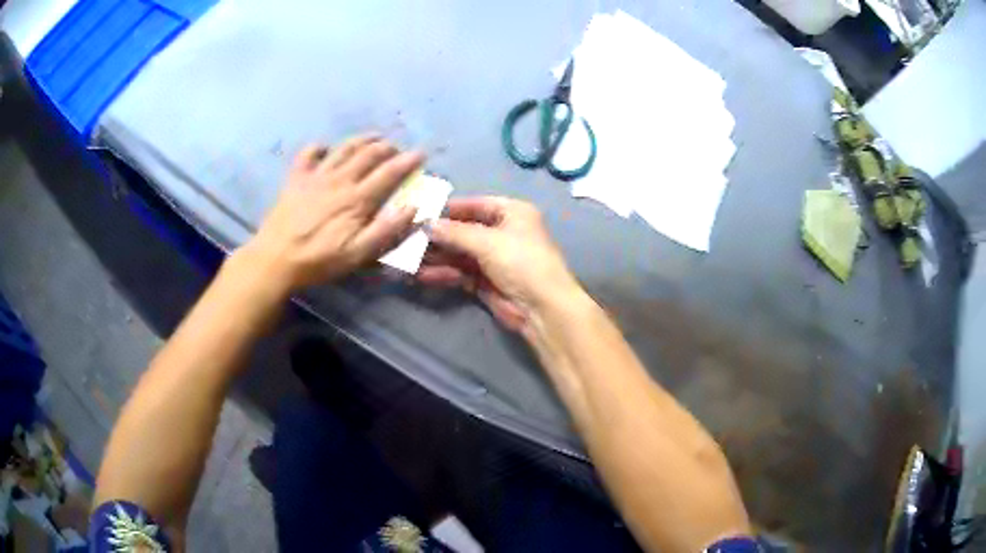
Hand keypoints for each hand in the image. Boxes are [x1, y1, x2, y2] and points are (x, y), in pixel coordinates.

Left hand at [244, 135, 423, 290]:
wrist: (275, 259)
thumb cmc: (319, 260)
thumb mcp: (358, 254)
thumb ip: (387, 230)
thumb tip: (413, 207)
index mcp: (357, 199)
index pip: (389, 173)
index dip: (408, 161)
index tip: (421, 154)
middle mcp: (340, 179)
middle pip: (368, 154)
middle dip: (387, 147)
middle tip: (397, 149)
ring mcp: (316, 175)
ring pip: (344, 148)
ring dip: (362, 140)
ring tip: (374, 137)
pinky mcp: (296, 178)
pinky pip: (309, 153)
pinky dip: (320, 146)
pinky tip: (326, 148)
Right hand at [419, 197, 581, 331]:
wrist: (542, 308)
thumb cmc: (521, 262)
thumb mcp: (487, 241)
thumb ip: (454, 232)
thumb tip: (426, 224)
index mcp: (511, 212)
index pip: (474, 205)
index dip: (448, 209)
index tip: (420, 213)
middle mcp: (503, 232)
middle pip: (463, 231)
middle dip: (437, 237)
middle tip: (407, 239)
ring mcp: (494, 259)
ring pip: (459, 254)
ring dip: (436, 257)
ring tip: (407, 259)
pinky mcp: (486, 282)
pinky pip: (460, 273)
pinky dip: (444, 273)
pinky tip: (422, 276)